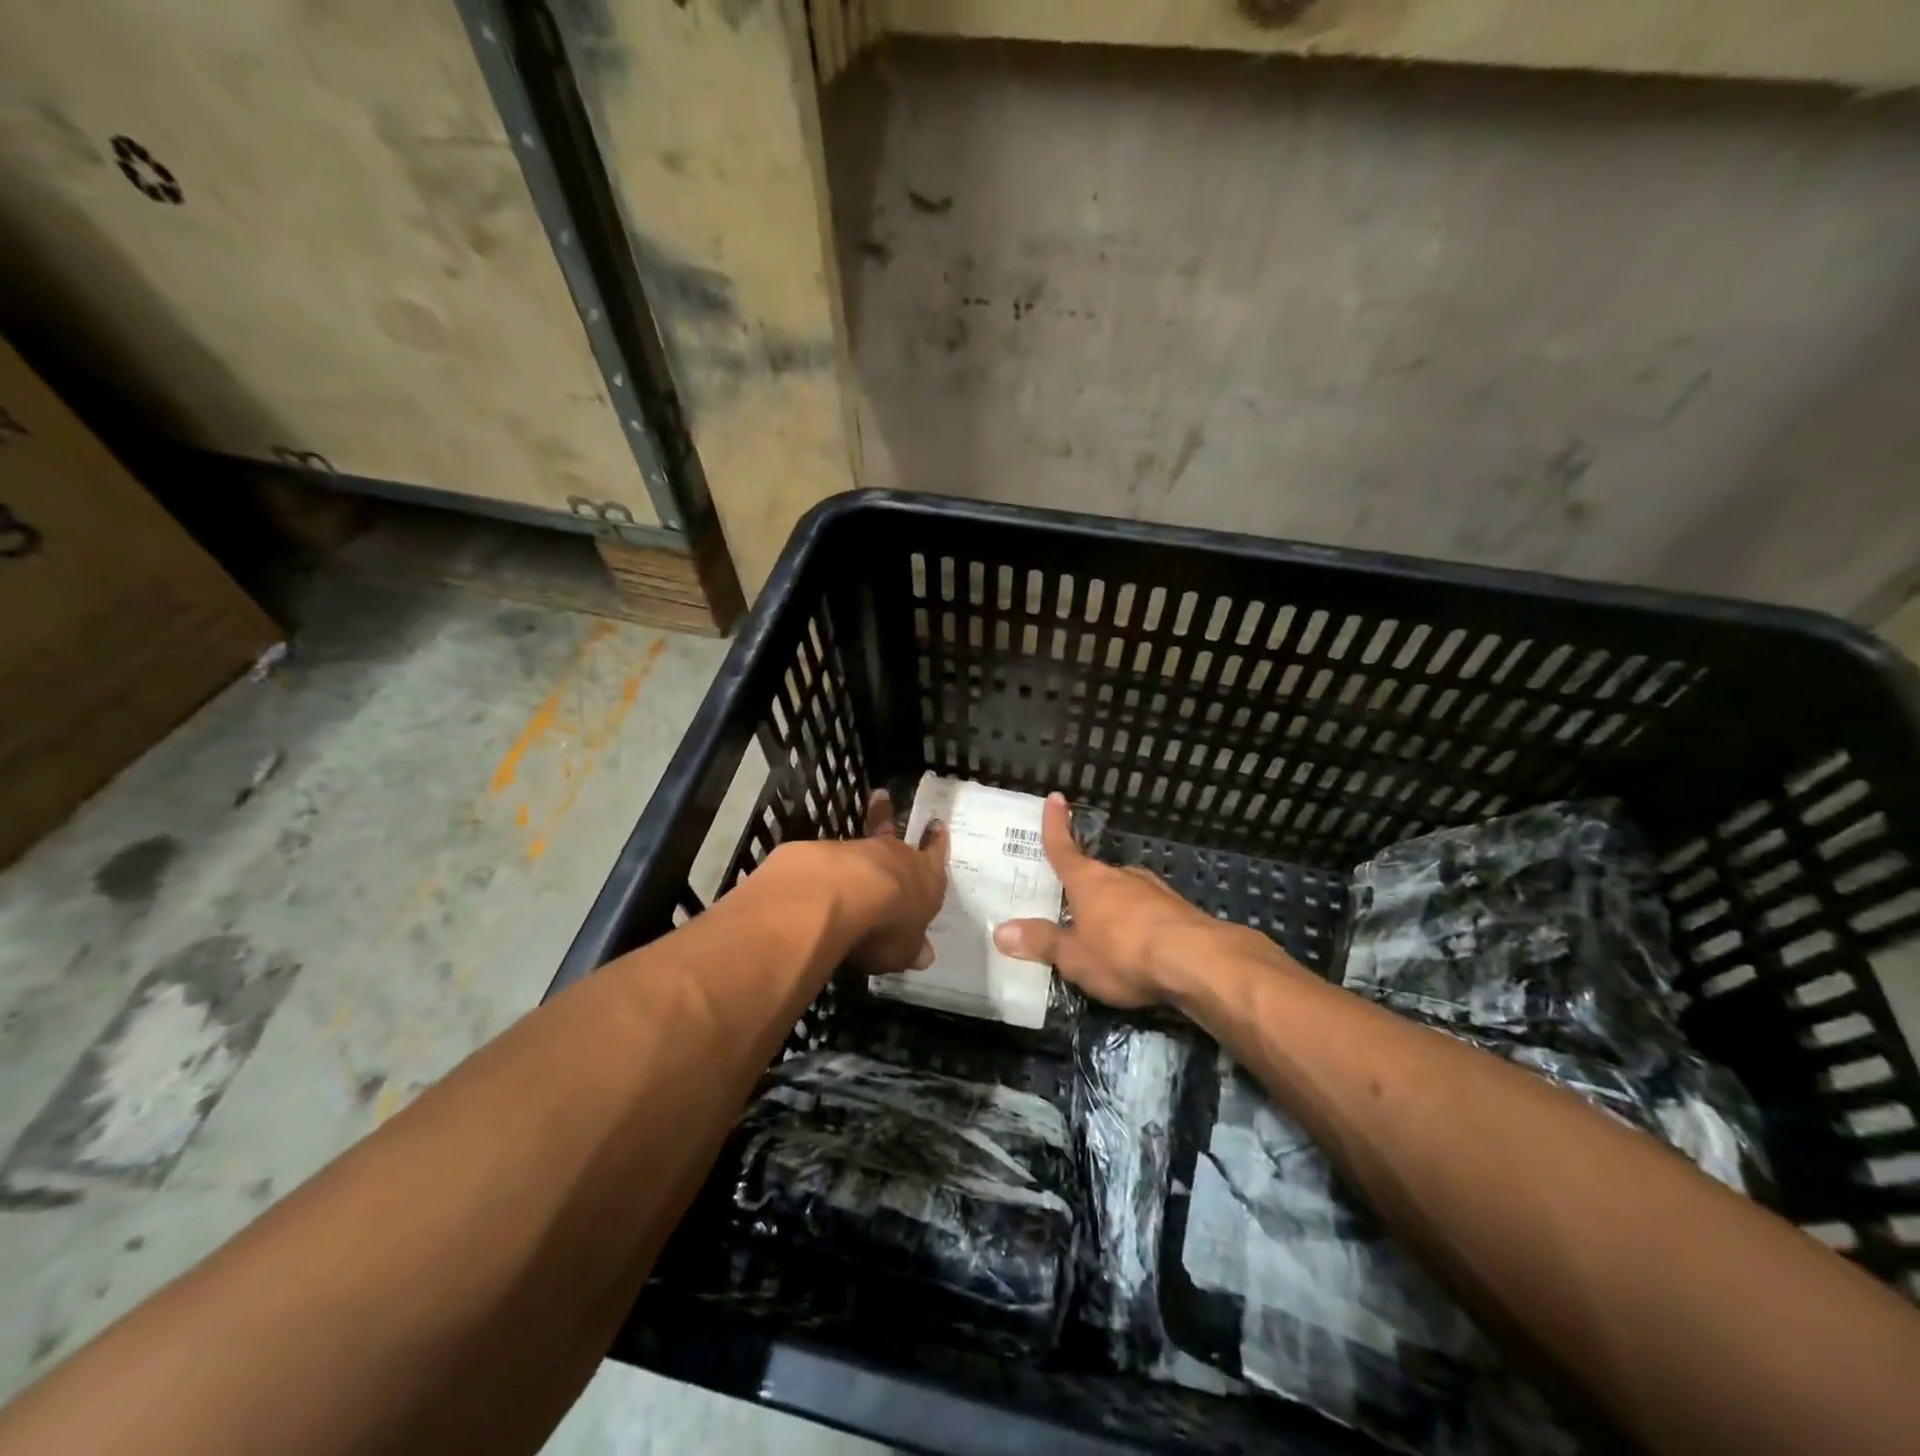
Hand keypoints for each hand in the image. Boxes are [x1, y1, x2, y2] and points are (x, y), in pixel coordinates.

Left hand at [786, 790, 947, 975]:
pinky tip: (816, 873)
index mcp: (925, 879)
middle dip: (889, 821)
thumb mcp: (903, 950)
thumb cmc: (886, 927)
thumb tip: (924, 956)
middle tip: (883, 799)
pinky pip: (829, 858)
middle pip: (895, 838)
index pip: (935, 856)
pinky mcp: (823, 853)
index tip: (937, 825)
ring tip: (850, 839)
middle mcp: (896, 857)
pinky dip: (826, 864)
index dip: (936, 843)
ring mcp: (858, 850)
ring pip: (862, 844)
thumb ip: (910, 948)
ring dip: (858, 844)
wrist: (838, 897)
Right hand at [992, 793, 1225, 1007]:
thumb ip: (1041, 943)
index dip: (1055, 825)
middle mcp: (1119, 876)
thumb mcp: (1073, 957)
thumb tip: (1001, 931)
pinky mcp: (1178, 910)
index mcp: (1088, 880)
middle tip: (1070, 904)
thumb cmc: (1123, 953)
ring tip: (1104, 932)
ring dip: (1112, 907)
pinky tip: (1140, 946)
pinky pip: (1147, 912)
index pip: (1063, 847)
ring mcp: (1153, 890)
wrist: (1197, 961)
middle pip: (1094, 874)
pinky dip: (1138, 923)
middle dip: (1083, 886)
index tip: (1056, 797)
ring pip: (1124, 893)